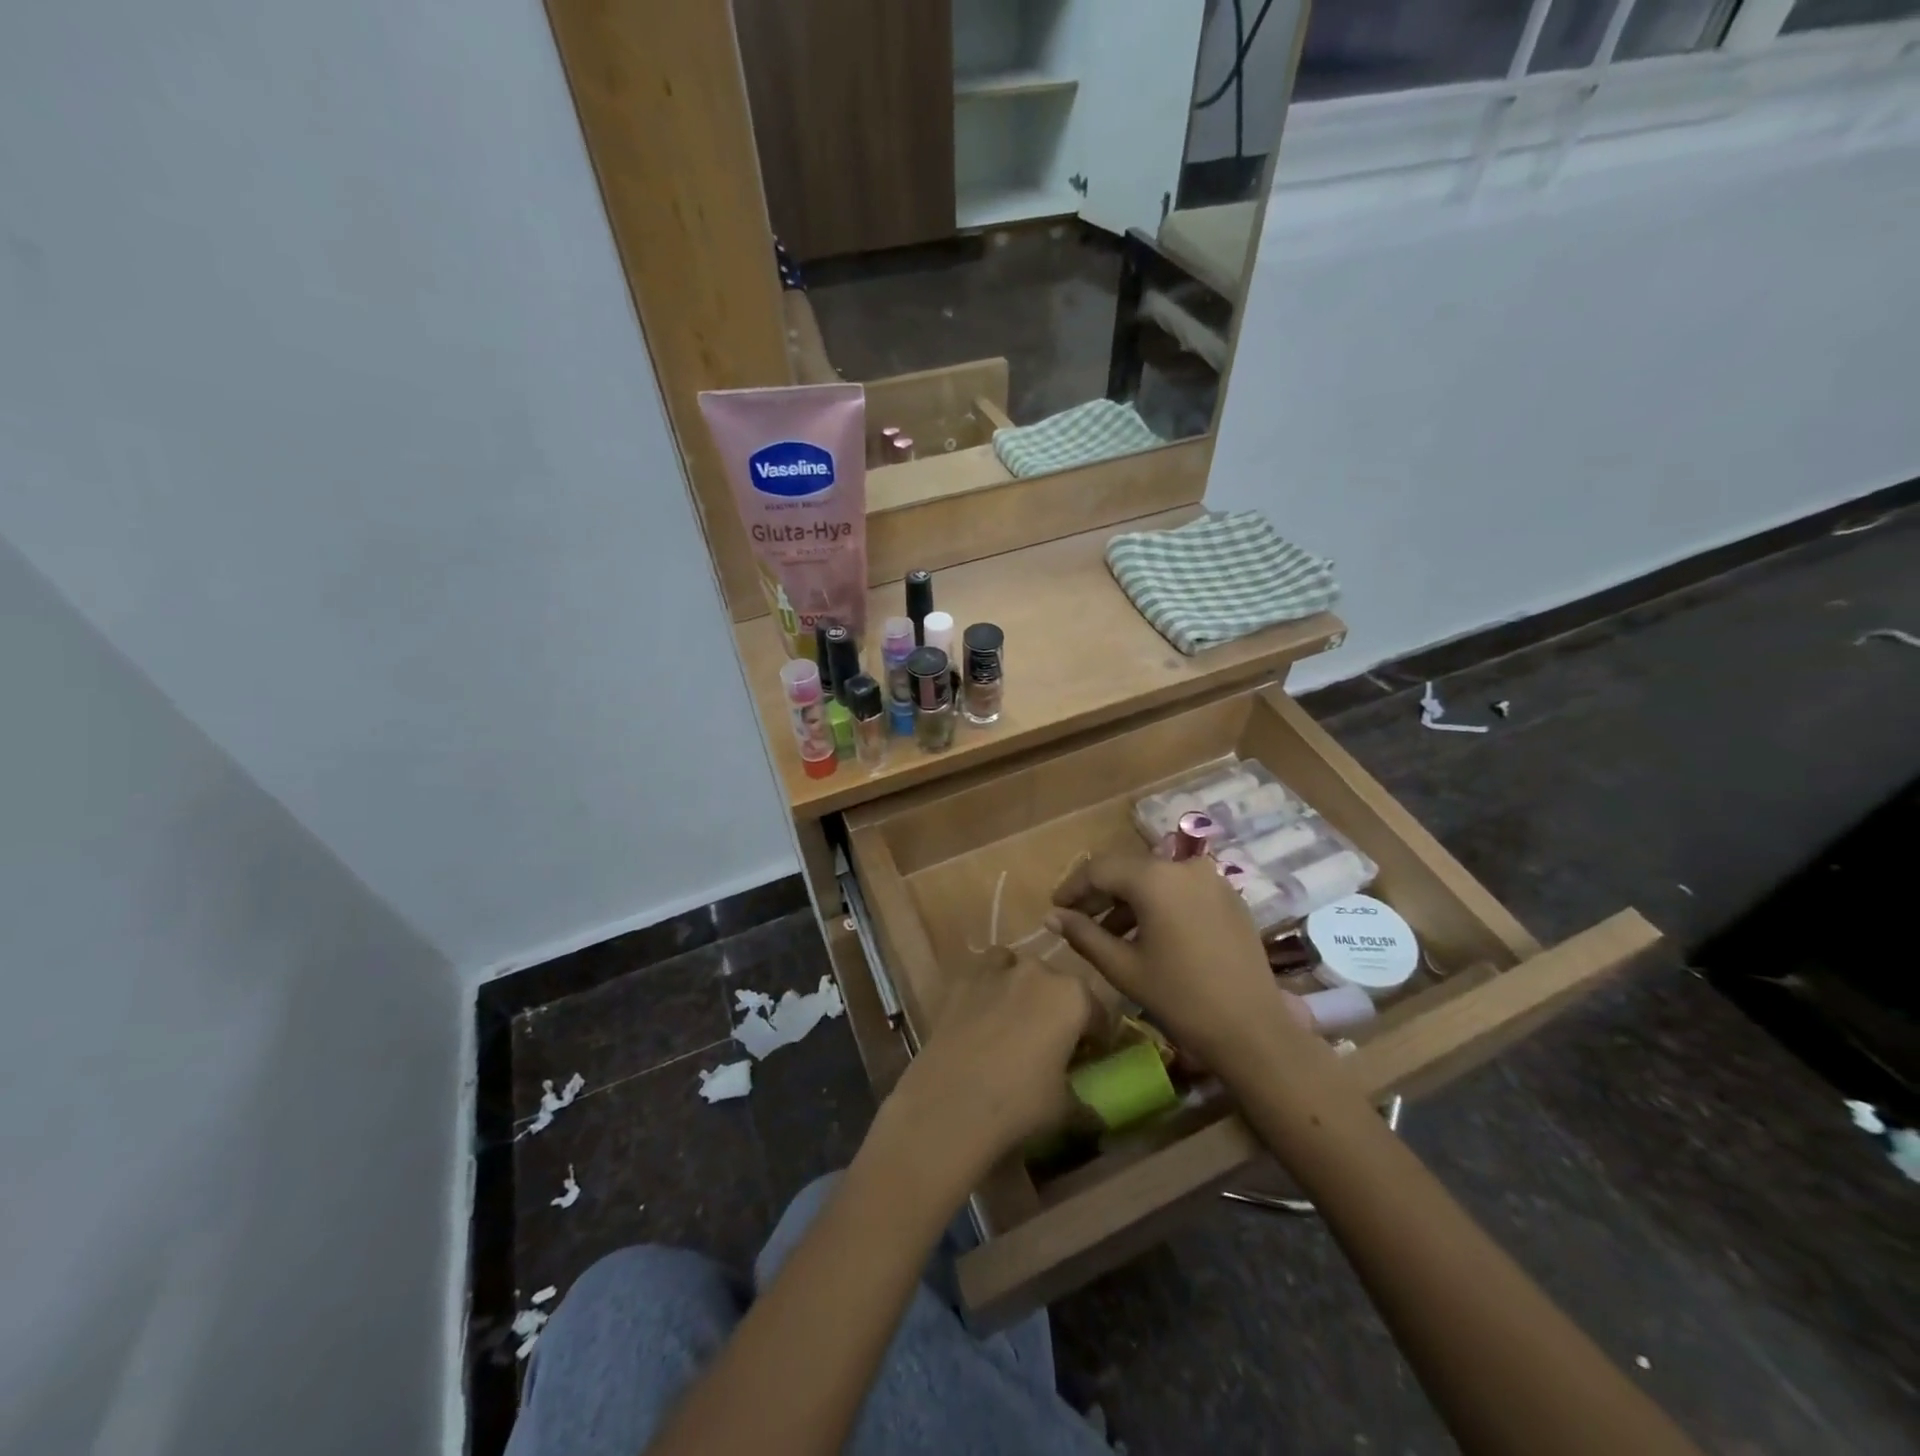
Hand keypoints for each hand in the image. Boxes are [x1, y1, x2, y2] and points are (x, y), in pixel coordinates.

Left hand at [878, 949, 1094, 1186]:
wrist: (949, 1106)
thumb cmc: (1020, 1105)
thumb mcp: (1066, 1110)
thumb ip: (1085, 1101)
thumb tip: (1096, 1112)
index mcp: (1072, 996)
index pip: (1097, 1013)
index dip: (1096, 1039)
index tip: (1088, 1060)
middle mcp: (1037, 971)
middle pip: (1057, 985)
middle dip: (1057, 1010)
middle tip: (1050, 1045)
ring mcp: (995, 971)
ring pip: (1017, 968)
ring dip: (1021, 988)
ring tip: (1014, 1024)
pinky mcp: (960, 981)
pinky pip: (983, 976)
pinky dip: (987, 990)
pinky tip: (981, 1021)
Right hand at [1048, 852, 1310, 1075]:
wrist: (1253, 1030)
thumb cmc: (1181, 998)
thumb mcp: (1123, 967)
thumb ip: (1083, 934)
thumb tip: (1051, 916)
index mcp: (1155, 878)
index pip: (1099, 869)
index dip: (1073, 887)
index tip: (1055, 908)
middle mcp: (1184, 866)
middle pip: (1128, 870)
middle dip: (1100, 893)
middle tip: (1077, 919)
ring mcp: (1211, 879)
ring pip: (1156, 879)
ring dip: (1129, 900)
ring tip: (1110, 933)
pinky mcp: (1229, 897)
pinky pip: (1181, 889)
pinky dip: (1158, 904)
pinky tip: (1148, 934)